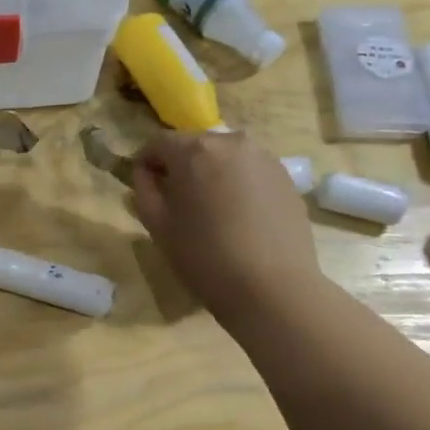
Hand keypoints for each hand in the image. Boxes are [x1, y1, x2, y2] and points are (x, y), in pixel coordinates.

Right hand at [132, 130, 321, 331]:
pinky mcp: (286, 177)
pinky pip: (250, 172)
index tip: (144, 186)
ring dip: (211, 174)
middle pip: (195, 146)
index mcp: (194, 151)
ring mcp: (264, 158)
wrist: (272, 287)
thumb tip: (146, 172)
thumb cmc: (204, 257)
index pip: (159, 143)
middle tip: (176, 200)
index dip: (146, 162)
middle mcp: (231, 142)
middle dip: (181, 166)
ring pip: (225, 157)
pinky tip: (238, 217)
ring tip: (210, 209)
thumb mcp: (158, 226)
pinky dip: (237, 184)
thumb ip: (144, 190)